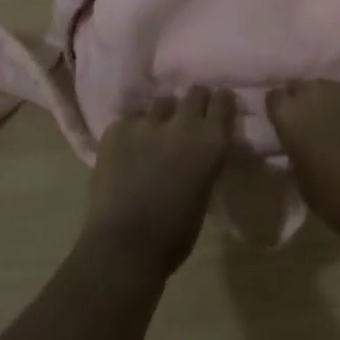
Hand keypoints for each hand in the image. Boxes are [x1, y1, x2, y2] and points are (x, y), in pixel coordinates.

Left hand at [83, 88, 236, 276]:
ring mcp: (146, 123)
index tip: (216, 110)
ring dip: (162, 117)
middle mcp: (182, 123)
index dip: (220, 103)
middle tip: (187, 120)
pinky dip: (133, 131)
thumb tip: (201, 149)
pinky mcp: (116, 129)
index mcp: (210, 141)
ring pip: (161, 103)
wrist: (123, 247)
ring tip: (154, 136)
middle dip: (193, 103)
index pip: (222, 100)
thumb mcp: (204, 192)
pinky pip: (130, 120)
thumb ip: (205, 160)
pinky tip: (127, 151)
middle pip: (194, 92)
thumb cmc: (174, 234)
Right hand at [267, 80, 339, 244]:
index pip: (274, 97)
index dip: (281, 110)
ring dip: (333, 103)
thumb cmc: (337, 199)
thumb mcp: (301, 180)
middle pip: (303, 87)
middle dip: (306, 102)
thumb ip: (295, 151)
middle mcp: (315, 92)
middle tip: (314, 124)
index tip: (287, 124)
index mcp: (290, 115)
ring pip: (333, 88)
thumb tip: (299, 144)